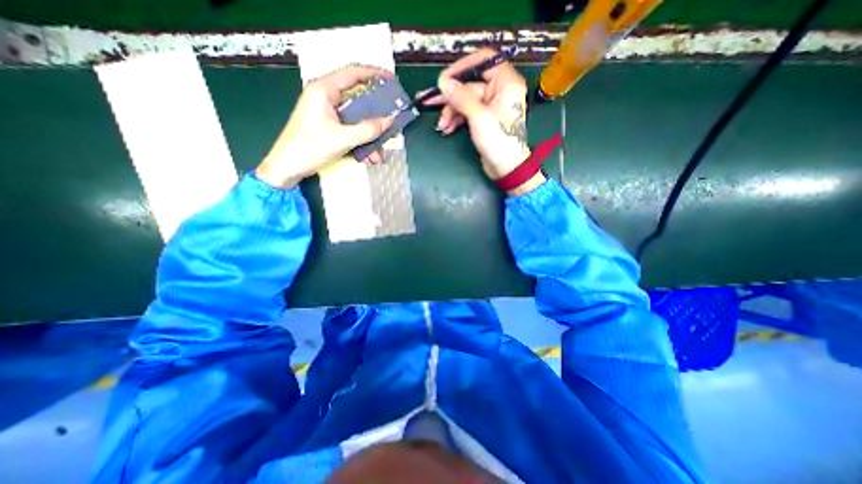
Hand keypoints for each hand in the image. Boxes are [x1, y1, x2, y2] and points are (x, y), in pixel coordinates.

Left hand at [256, 65, 395, 189]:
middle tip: (392, 121)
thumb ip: (367, 130)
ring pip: (357, 119)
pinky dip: (361, 142)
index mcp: (324, 90)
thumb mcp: (342, 139)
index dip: (374, 75)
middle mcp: (327, 98)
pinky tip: (368, 157)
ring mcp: (328, 114)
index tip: (392, 81)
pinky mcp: (330, 127)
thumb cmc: (309, 148)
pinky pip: (351, 130)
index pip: (353, 74)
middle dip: (377, 115)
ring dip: (370, 136)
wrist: (287, 168)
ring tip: (379, 153)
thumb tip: (389, 122)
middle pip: (359, 99)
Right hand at [417, 47, 543, 194]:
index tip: (444, 79)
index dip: (462, 67)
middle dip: (450, 97)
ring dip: (450, 112)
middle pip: (469, 84)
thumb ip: (461, 97)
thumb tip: (444, 82)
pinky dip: (455, 119)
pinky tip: (447, 128)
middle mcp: (499, 90)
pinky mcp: (483, 119)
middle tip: (429, 100)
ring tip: (442, 126)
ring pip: (465, 100)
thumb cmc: (499, 142)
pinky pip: (466, 112)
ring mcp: (490, 105)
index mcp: (506, 82)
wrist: (506, 168)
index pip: (483, 60)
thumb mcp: (479, 117)